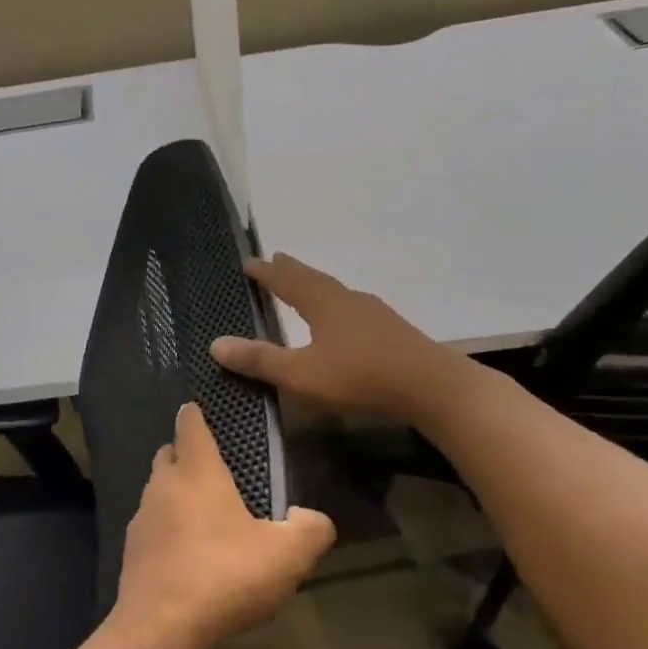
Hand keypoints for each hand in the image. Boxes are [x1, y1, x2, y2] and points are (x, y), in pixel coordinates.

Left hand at [114, 402, 335, 648]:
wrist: (160, 627)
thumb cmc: (225, 576)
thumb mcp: (288, 554)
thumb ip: (310, 528)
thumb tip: (310, 518)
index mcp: (197, 472)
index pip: (190, 425)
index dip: (196, 413)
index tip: (201, 408)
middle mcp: (162, 486)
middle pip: (169, 454)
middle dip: (187, 454)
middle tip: (216, 470)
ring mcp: (140, 519)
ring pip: (158, 491)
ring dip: (177, 495)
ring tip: (207, 517)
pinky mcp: (131, 551)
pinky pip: (152, 527)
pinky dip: (168, 530)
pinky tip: (190, 556)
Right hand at [212, 254, 445, 418]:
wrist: (431, 387)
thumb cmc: (360, 376)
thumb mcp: (301, 374)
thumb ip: (260, 360)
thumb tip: (216, 343)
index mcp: (324, 303)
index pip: (288, 280)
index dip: (266, 272)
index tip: (248, 262)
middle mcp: (349, 300)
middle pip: (314, 280)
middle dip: (291, 272)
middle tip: (275, 262)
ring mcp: (374, 315)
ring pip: (336, 294)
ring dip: (315, 289)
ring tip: (304, 290)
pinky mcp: (391, 333)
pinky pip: (353, 311)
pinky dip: (335, 308)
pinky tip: (341, 323)